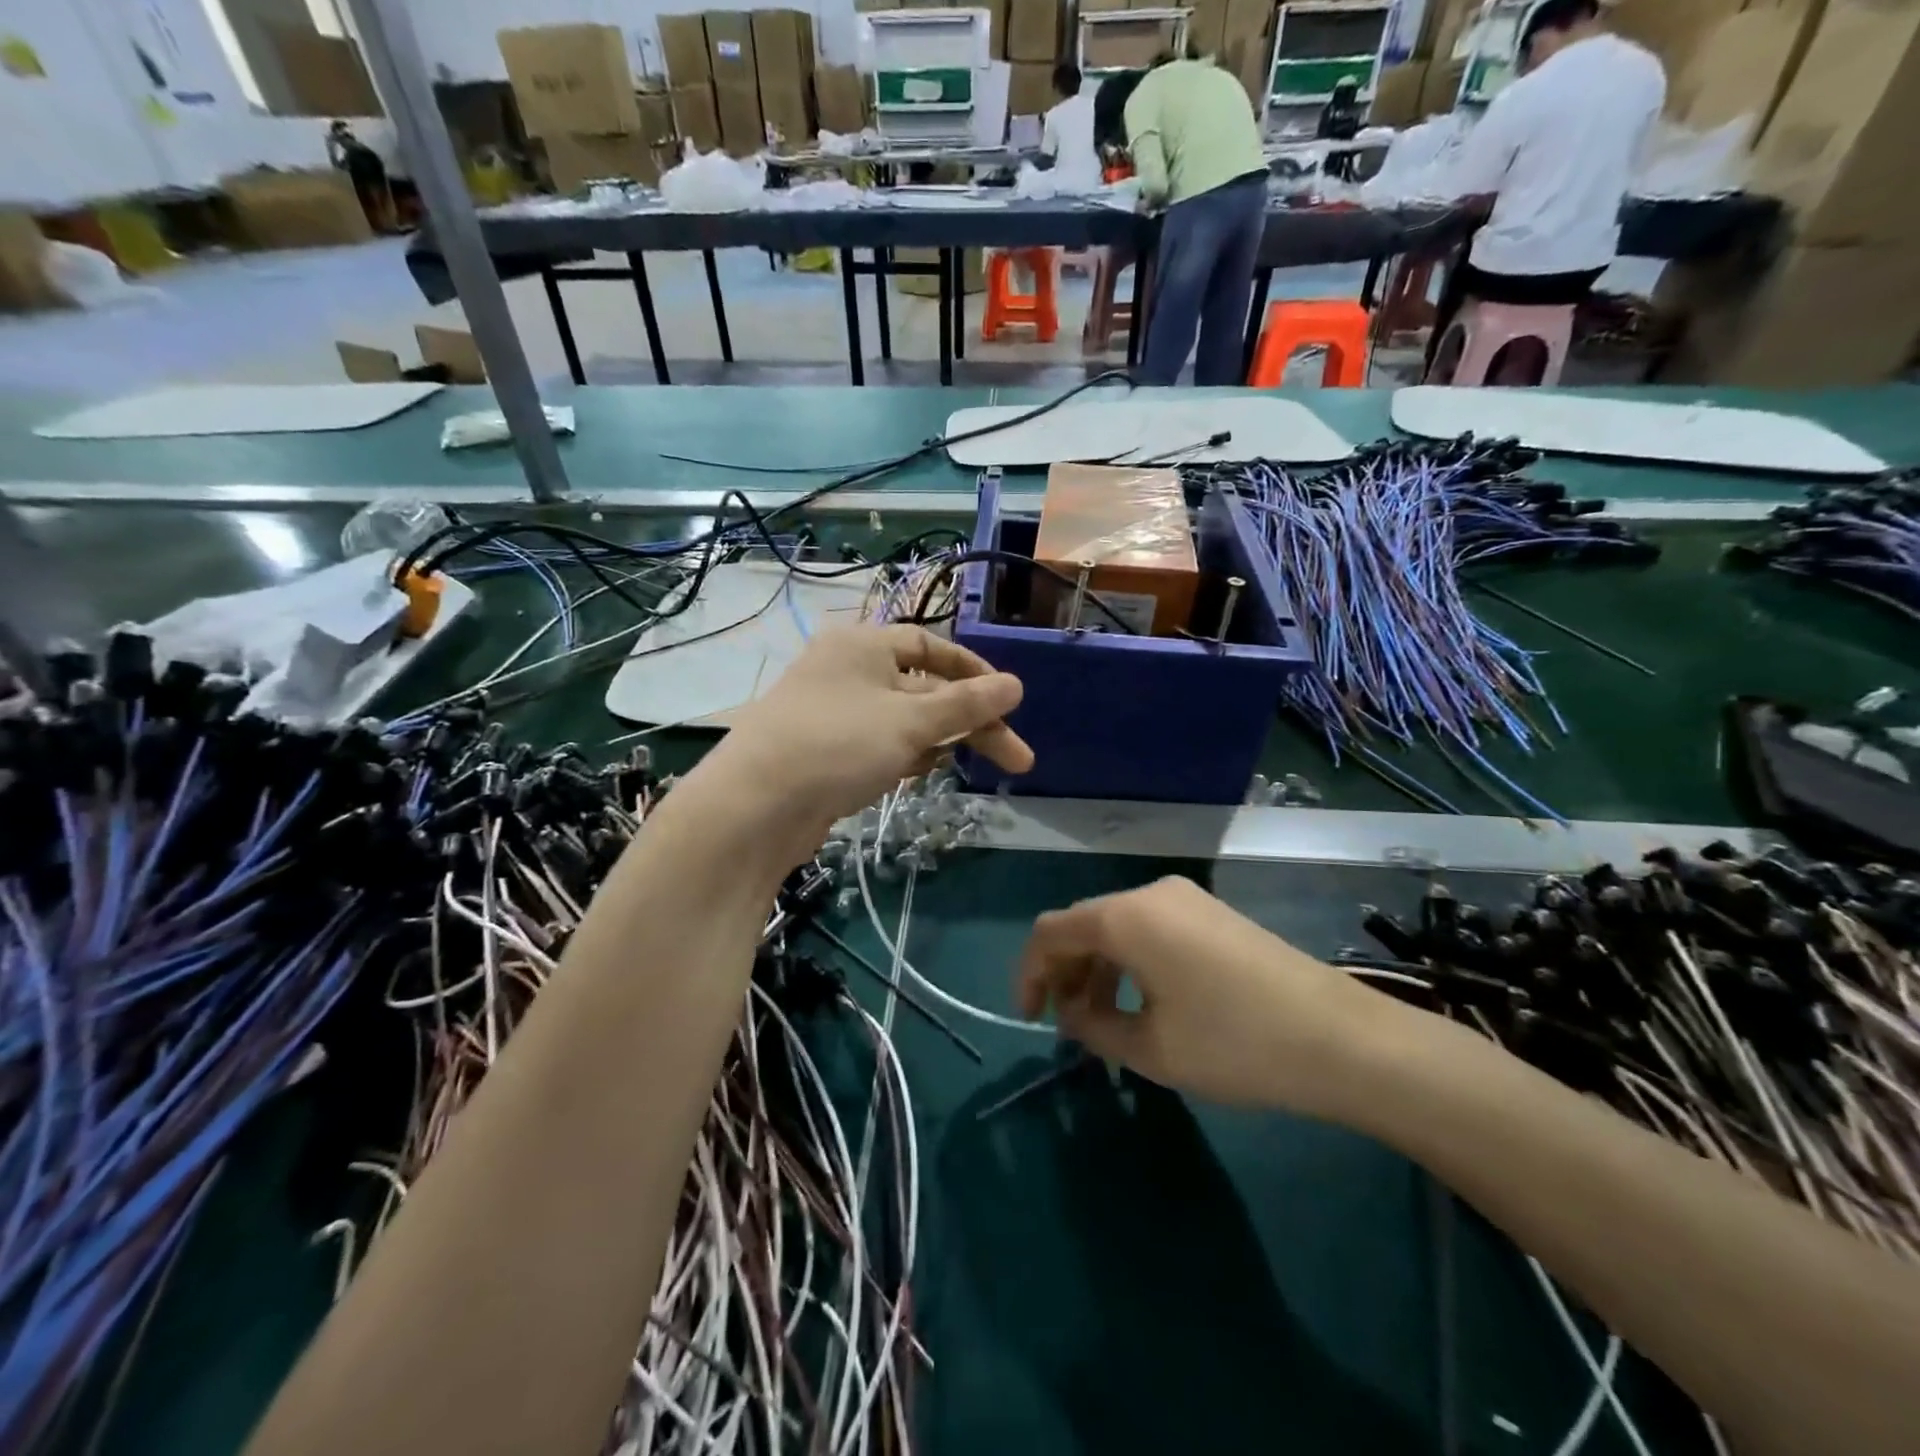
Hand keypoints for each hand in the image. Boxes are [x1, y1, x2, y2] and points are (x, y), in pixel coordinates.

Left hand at [706, 624, 1032, 861]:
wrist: (753, 807)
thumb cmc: (838, 745)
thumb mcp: (910, 722)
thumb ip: (966, 704)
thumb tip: (1016, 685)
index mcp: (863, 645)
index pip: (931, 645)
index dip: (974, 672)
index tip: (1008, 702)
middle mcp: (847, 671)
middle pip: (924, 688)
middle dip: (970, 722)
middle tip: (1016, 759)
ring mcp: (834, 713)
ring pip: (903, 720)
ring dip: (940, 740)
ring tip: (974, 766)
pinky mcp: (826, 752)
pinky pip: (880, 744)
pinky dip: (906, 756)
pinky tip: (923, 774)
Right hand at [1016, 877, 1375, 1116]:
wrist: (1343, 1039)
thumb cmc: (1234, 1043)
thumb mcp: (1151, 1049)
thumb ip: (1094, 1026)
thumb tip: (1073, 1013)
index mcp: (1125, 917)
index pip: (1050, 932)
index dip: (1029, 974)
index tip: (1030, 1020)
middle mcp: (1149, 894)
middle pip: (1083, 925)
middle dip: (1065, 973)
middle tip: (1066, 1026)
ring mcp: (1185, 899)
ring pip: (1118, 928)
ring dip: (1098, 970)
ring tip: (1103, 1023)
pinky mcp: (1211, 913)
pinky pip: (1150, 930)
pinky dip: (1130, 962)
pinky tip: (1144, 1004)